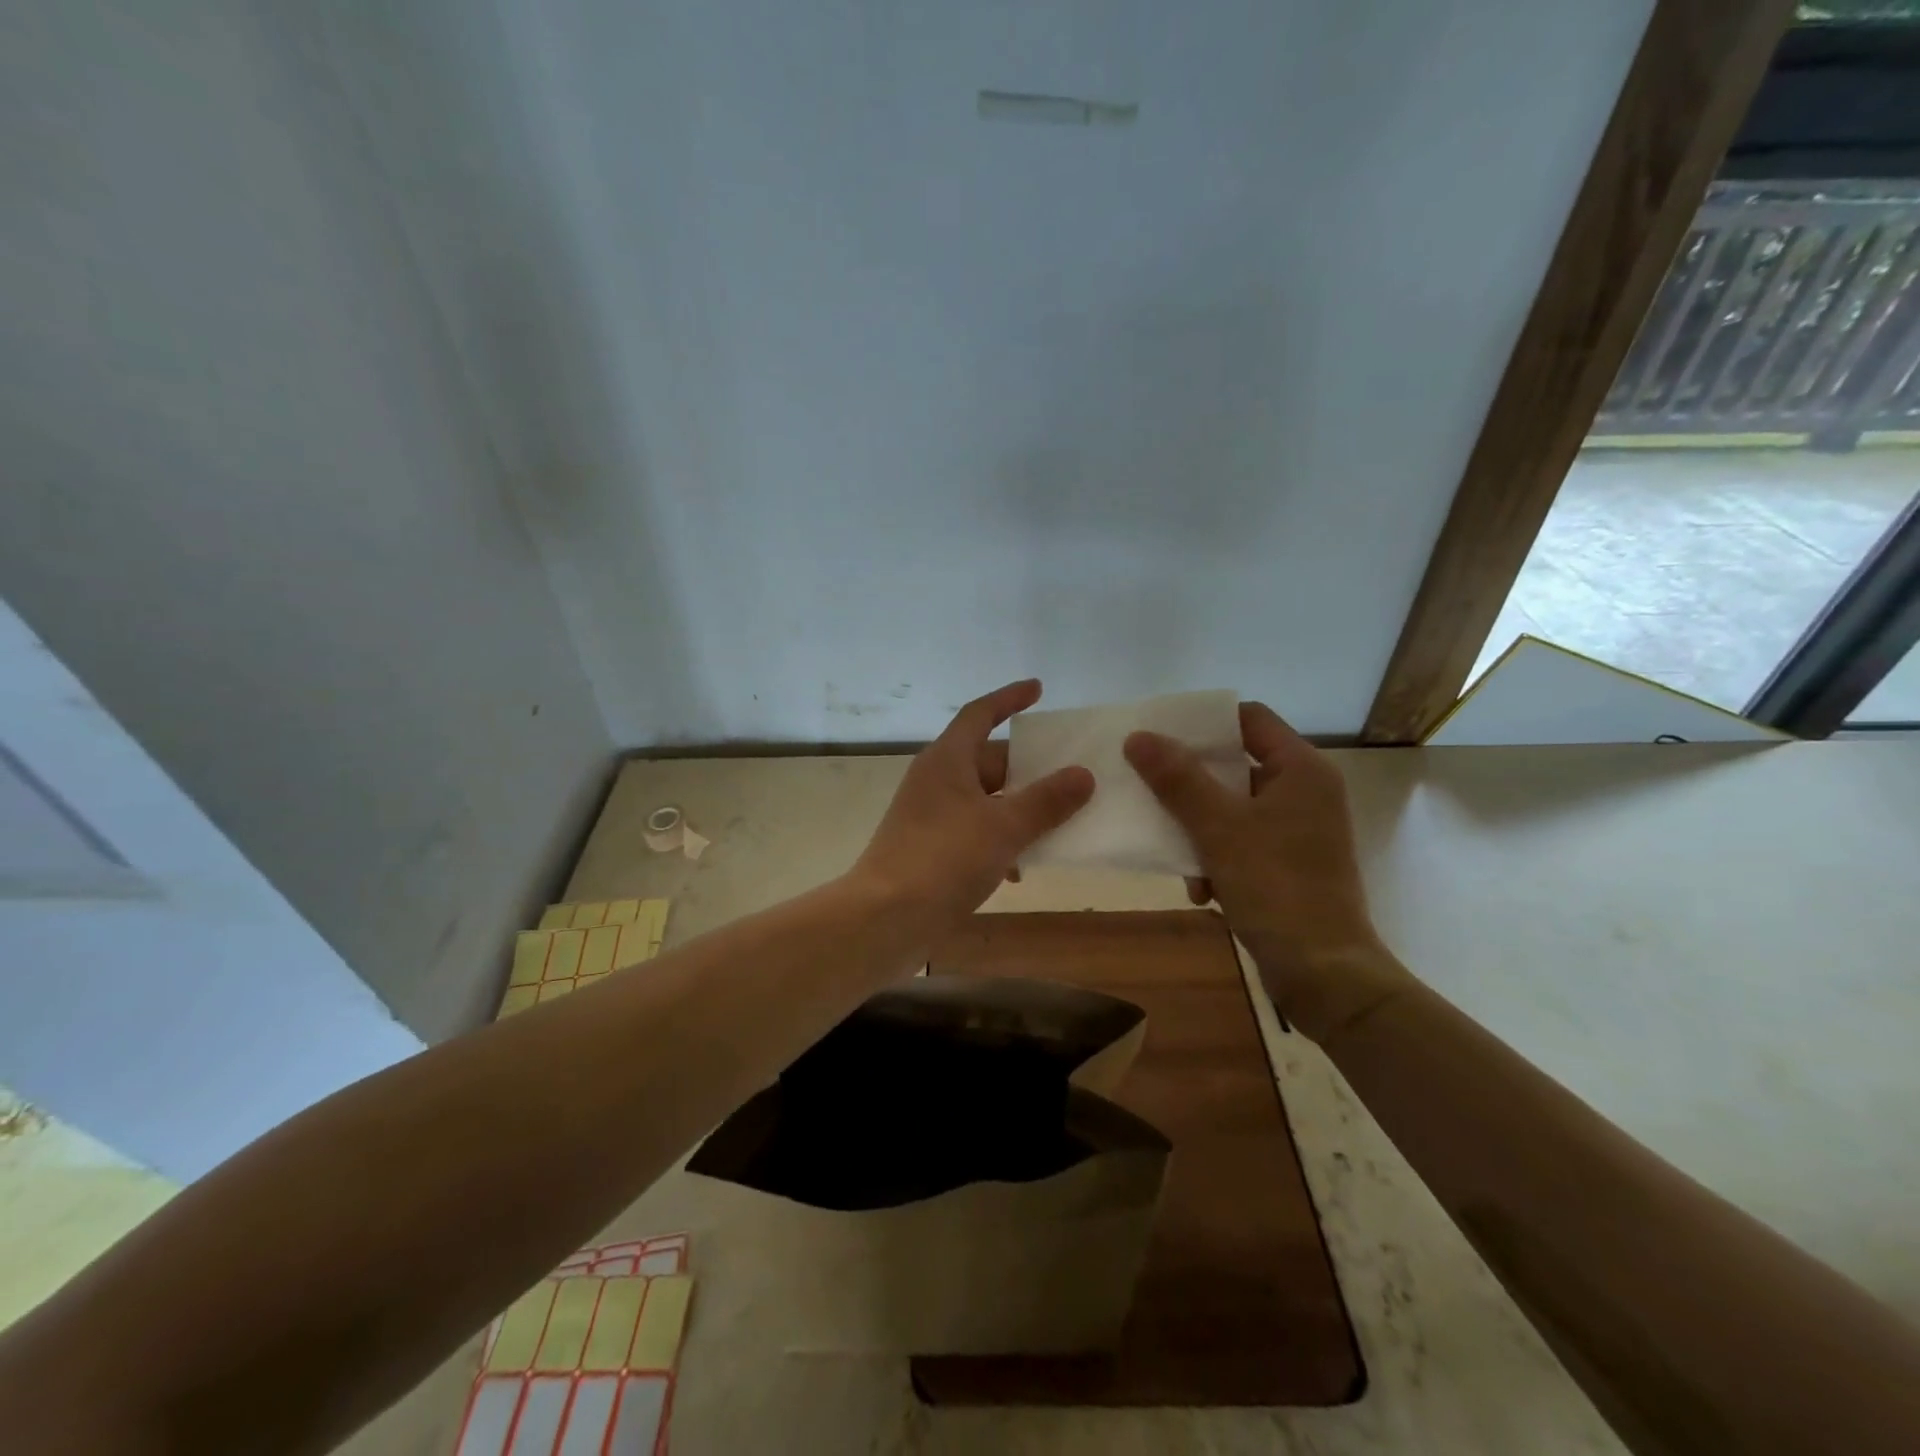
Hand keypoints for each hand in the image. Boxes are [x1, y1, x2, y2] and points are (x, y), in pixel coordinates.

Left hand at [854, 680, 1094, 931]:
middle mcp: (935, 780)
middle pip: (987, 760)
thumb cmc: (944, 859)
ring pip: (983, 799)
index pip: (980, 714)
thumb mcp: (1004, 827)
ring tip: (1057, 821)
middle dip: (1026, 767)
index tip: (1038, 689)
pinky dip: (999, 840)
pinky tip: (1020, 868)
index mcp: (947, 760)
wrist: (886, 918)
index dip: (1009, 698)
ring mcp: (929, 815)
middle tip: (1068, 774)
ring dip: (1017, 808)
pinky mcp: (929, 848)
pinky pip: (973, 830)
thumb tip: (1083, 775)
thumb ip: (1046, 801)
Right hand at [1123, 703, 1407, 1041]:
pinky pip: (1242, 843)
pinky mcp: (1290, 865)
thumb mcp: (1218, 828)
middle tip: (1150, 789)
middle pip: (1235, 765)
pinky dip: (1217, 860)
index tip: (1159, 737)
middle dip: (1191, 785)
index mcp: (1300, 769)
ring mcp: (1299, 831)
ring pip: (1232, 809)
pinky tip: (1202, 892)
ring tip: (1176, 857)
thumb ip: (1177, 779)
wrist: (1324, 974)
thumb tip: (1138, 736)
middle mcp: (1305, 792)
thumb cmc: (1275, 887)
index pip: (1249, 719)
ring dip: (1198, 830)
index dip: (1203, 723)